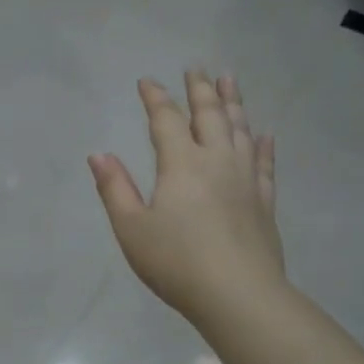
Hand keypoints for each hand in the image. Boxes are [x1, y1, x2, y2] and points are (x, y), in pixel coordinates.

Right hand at [89, 72, 285, 323]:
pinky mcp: (264, 201)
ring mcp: (245, 179)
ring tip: (230, 80)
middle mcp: (216, 161)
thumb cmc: (176, 262)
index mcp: (181, 164)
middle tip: (196, 68)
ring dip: (233, 103)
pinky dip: (263, 145)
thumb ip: (114, 188)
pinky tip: (264, 135)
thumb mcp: (131, 228)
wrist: (238, 295)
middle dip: (200, 89)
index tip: (147, 81)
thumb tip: (99, 155)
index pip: (166, 120)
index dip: (155, 97)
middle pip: (209, 115)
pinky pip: (264, 164)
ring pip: (240, 130)